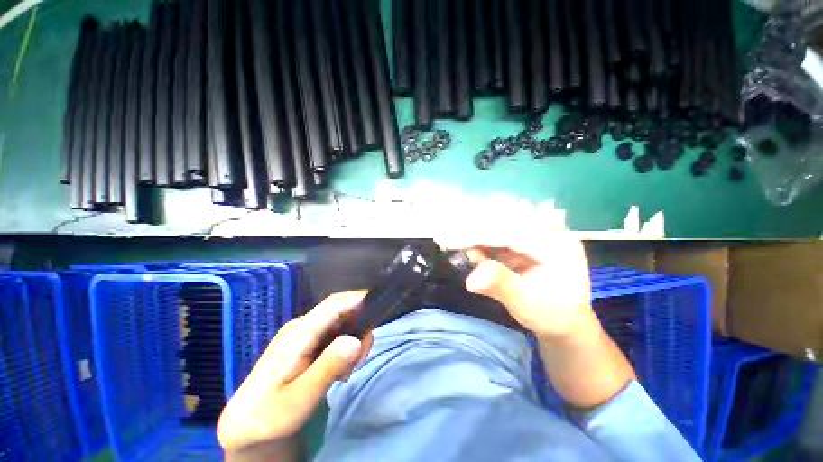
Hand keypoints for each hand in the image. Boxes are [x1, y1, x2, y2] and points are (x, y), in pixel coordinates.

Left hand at [217, 291, 372, 454]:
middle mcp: (303, 326)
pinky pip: (336, 333)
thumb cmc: (269, 416)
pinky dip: (346, 346)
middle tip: (360, 360)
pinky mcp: (309, 342)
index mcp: (298, 333)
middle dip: (359, 328)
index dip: (358, 299)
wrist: (248, 425)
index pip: (333, 305)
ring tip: (347, 371)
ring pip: (342, 322)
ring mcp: (306, 333)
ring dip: (353, 340)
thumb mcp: (298, 400)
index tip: (380, 305)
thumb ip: (326, 369)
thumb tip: (356, 340)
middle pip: (342, 311)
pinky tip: (341, 369)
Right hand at [440, 227, 596, 342]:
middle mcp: (547, 231)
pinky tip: (469, 246)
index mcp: (556, 246)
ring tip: (451, 239)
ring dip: (473, 227)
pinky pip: (498, 231)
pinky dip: (479, 236)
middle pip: (503, 219)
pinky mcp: (524, 240)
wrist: (565, 321)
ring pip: (499, 220)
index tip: (448, 241)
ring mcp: (536, 233)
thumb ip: (501, 286)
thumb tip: (471, 279)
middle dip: (471, 226)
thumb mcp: (527, 304)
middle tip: (444, 235)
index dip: (476, 236)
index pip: (509, 232)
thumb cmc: (550, 315)